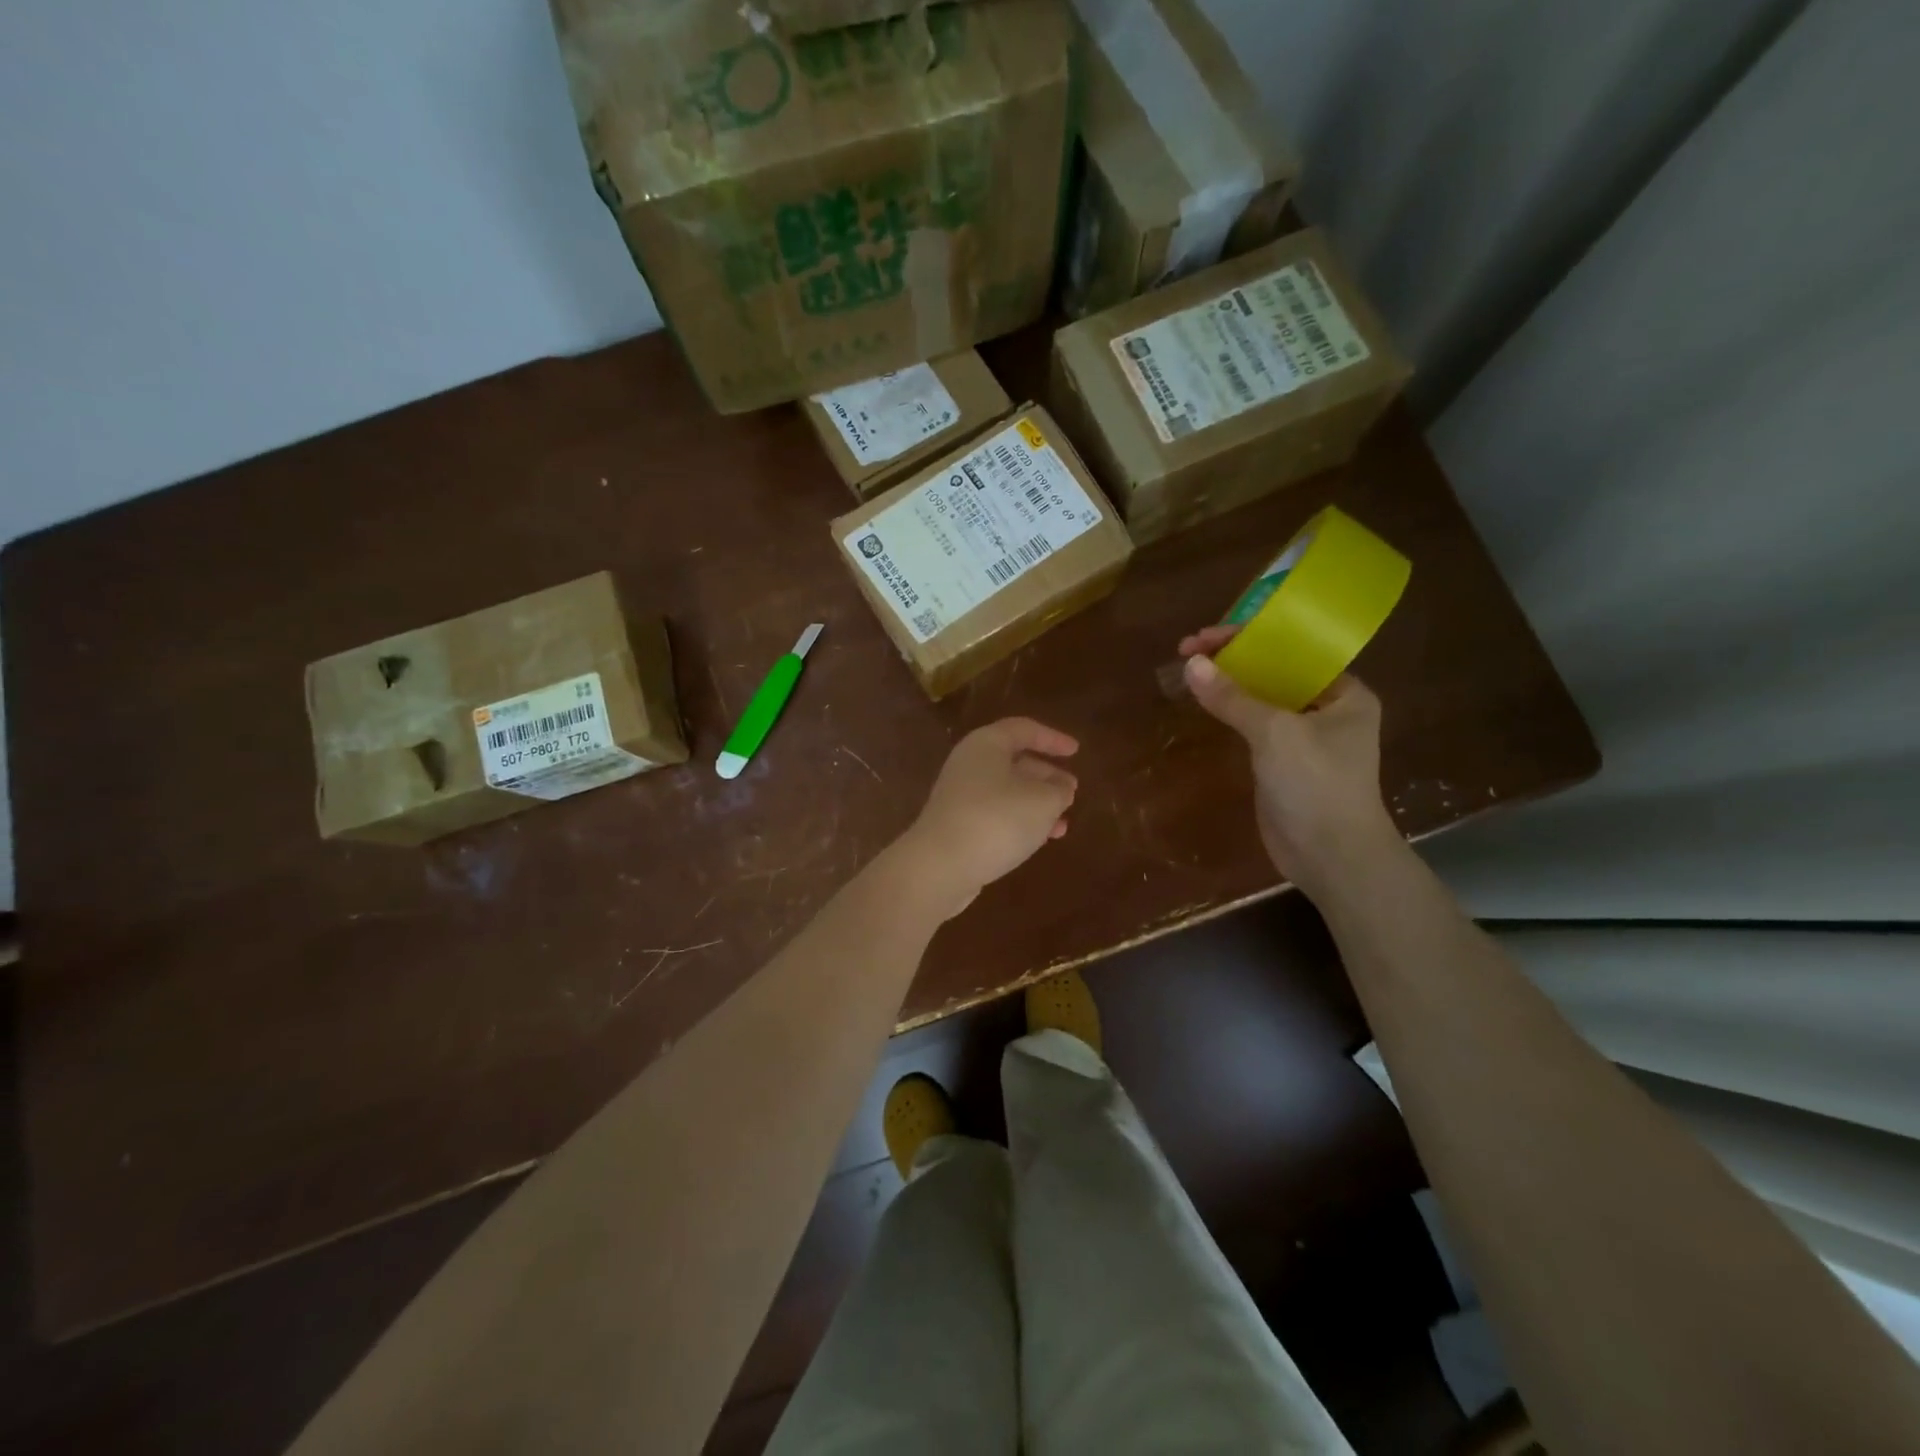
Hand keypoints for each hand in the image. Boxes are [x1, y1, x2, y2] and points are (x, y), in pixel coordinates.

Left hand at [897, 718, 1078, 918]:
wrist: (940, 866)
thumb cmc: (997, 820)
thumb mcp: (1042, 801)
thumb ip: (1058, 790)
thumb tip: (1062, 787)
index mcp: (986, 744)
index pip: (1023, 729)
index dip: (1052, 738)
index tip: (1076, 751)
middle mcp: (970, 764)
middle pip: (1014, 761)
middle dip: (1046, 775)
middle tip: (1072, 790)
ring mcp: (960, 796)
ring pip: (1007, 791)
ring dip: (1037, 803)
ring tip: (1064, 821)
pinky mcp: (957, 825)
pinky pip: (996, 814)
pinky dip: (1021, 821)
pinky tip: (1042, 839)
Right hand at [1178, 626, 1397, 898]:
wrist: (1331, 858)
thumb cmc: (1317, 786)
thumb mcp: (1275, 734)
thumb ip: (1233, 698)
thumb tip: (1191, 664)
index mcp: (1344, 693)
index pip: (1293, 650)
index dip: (1250, 636)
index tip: (1206, 635)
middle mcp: (1327, 708)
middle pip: (1274, 670)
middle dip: (1233, 658)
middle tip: (1188, 649)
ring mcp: (1303, 737)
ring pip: (1260, 697)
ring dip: (1227, 683)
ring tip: (1188, 668)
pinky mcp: (1282, 761)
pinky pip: (1252, 724)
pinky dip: (1229, 711)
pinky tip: (1203, 701)